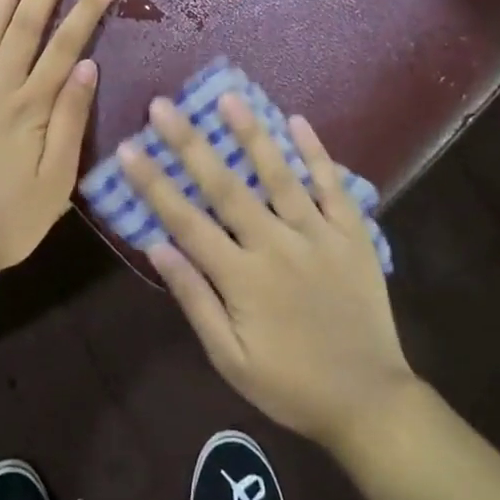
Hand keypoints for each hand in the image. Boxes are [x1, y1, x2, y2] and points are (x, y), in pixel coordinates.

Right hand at [120, 95, 414, 454]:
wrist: (370, 401)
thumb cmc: (290, 385)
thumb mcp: (230, 358)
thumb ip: (194, 299)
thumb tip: (156, 246)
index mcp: (242, 278)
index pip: (186, 221)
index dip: (154, 183)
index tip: (129, 148)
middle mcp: (276, 246)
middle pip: (226, 187)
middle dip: (191, 144)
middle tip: (163, 106)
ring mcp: (319, 236)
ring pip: (280, 175)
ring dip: (252, 135)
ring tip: (228, 97)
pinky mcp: (353, 235)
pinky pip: (333, 186)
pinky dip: (316, 153)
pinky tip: (297, 121)